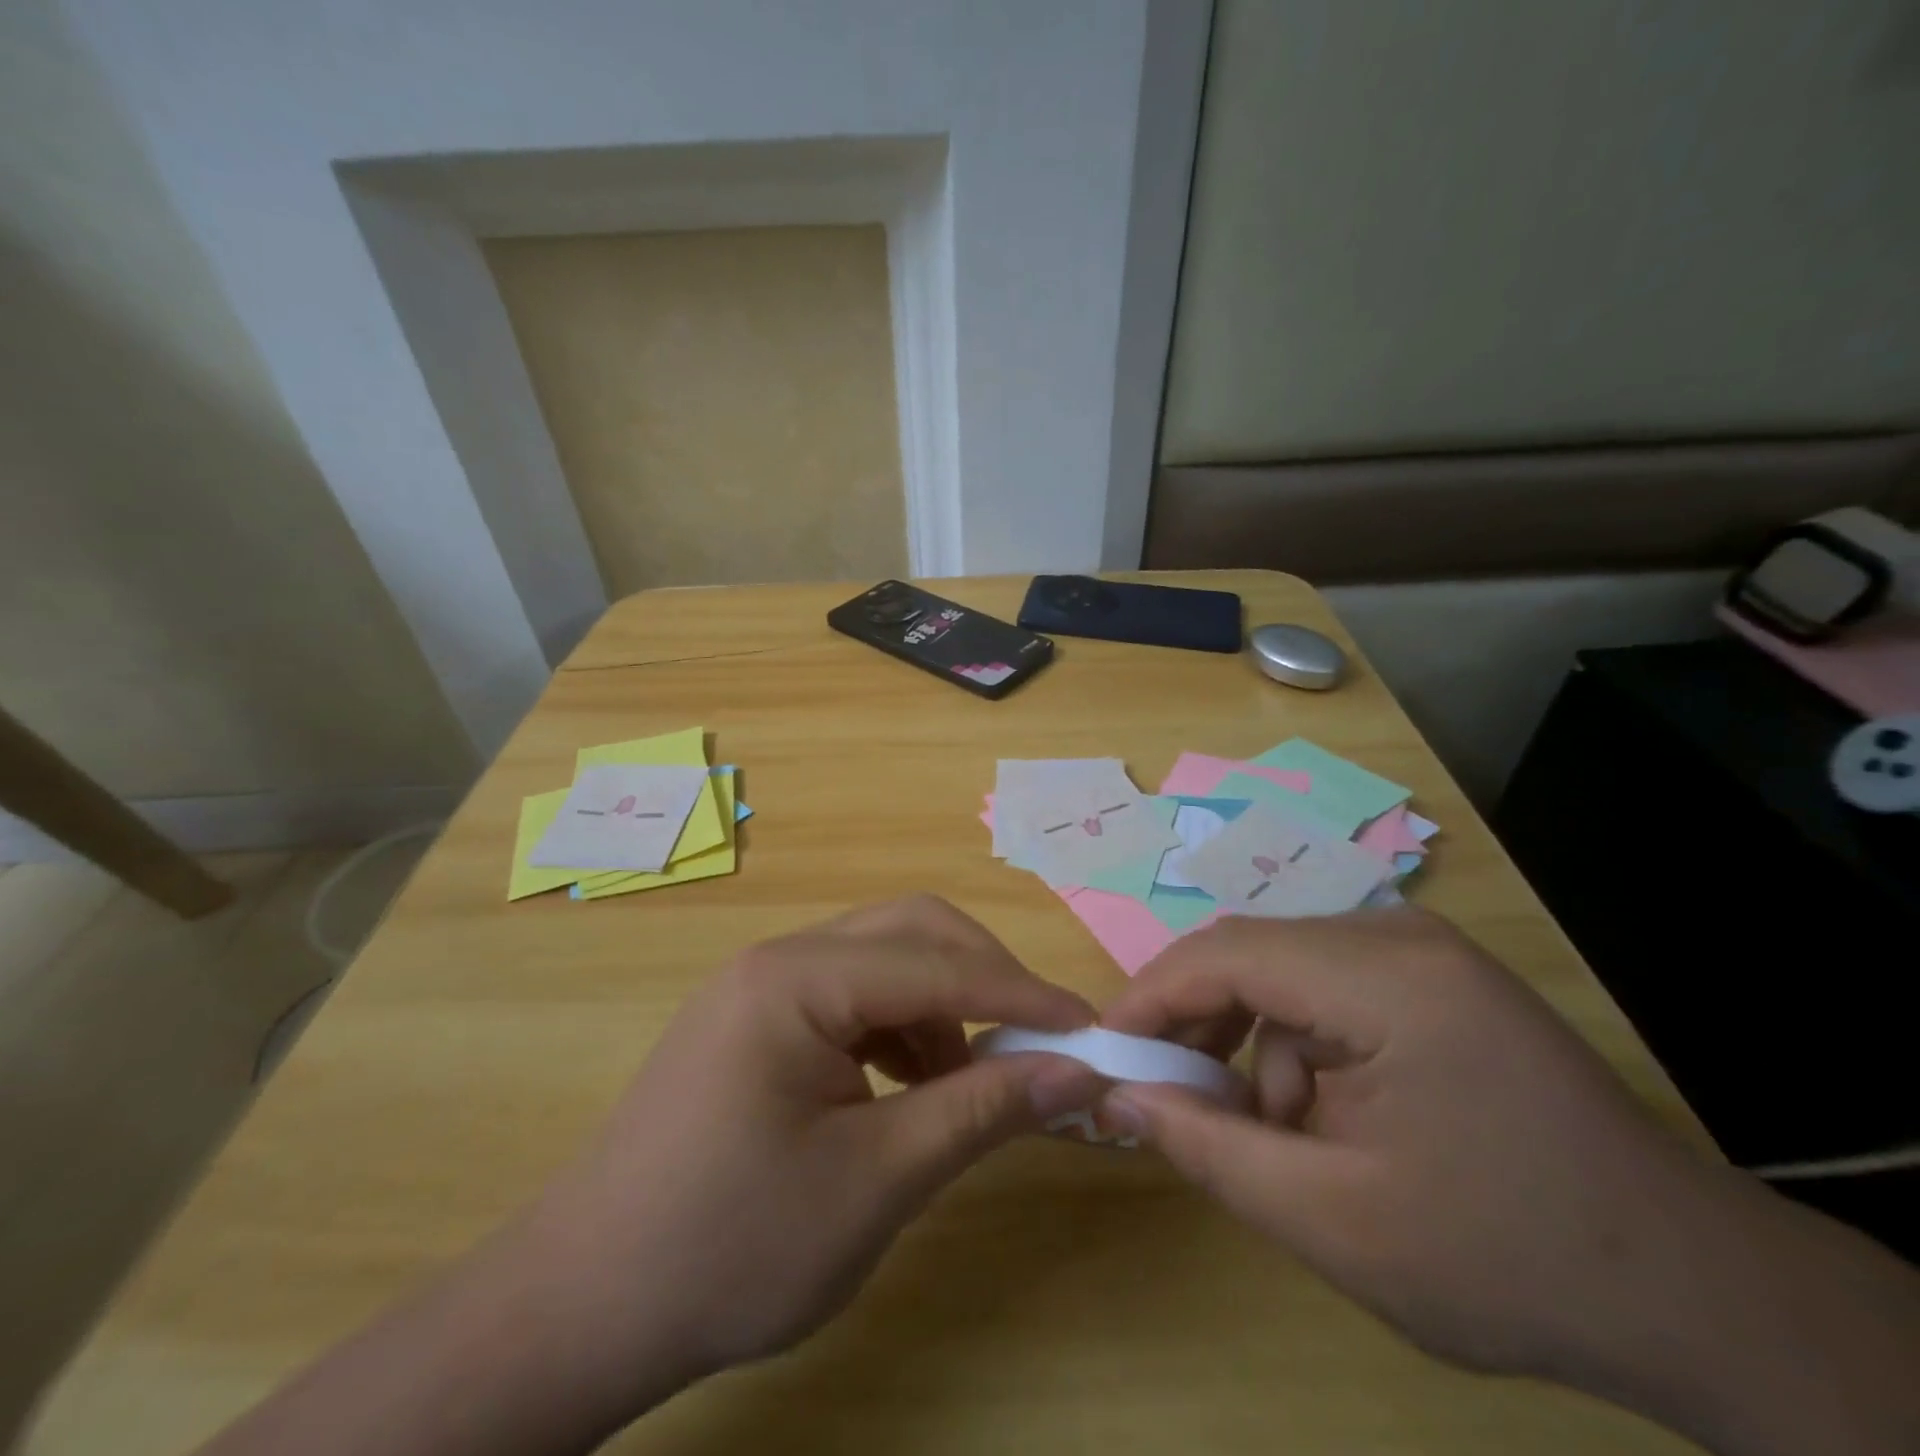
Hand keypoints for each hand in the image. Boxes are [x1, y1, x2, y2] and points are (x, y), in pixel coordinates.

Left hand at [529, 895, 1103, 1383]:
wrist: (583, 1307)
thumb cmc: (728, 1247)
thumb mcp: (875, 1182)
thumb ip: (979, 1111)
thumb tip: (1074, 1073)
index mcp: (797, 978)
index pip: (937, 964)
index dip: (1022, 996)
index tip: (1091, 1029)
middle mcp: (780, 958)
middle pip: (910, 932)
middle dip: (984, 979)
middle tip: (1037, 1042)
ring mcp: (765, 986)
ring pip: (884, 959)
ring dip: (944, 1005)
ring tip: (972, 1079)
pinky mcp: (759, 1021)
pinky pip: (853, 997)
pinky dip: (902, 1028)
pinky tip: (914, 1086)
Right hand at [1098, 907, 1703, 1376]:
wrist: (1690, 1289)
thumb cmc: (1507, 1260)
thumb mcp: (1334, 1222)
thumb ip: (1209, 1149)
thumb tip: (1120, 1096)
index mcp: (1388, 980)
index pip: (1228, 955)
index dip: (1152, 996)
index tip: (1107, 1050)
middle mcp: (1401, 936)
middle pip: (1252, 953)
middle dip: (1196, 1020)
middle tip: (1165, 1090)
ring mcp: (1423, 950)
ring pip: (1283, 970)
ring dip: (1250, 1040)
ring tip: (1262, 1126)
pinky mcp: (1432, 975)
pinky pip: (1326, 985)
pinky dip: (1296, 1042)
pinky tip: (1320, 1110)